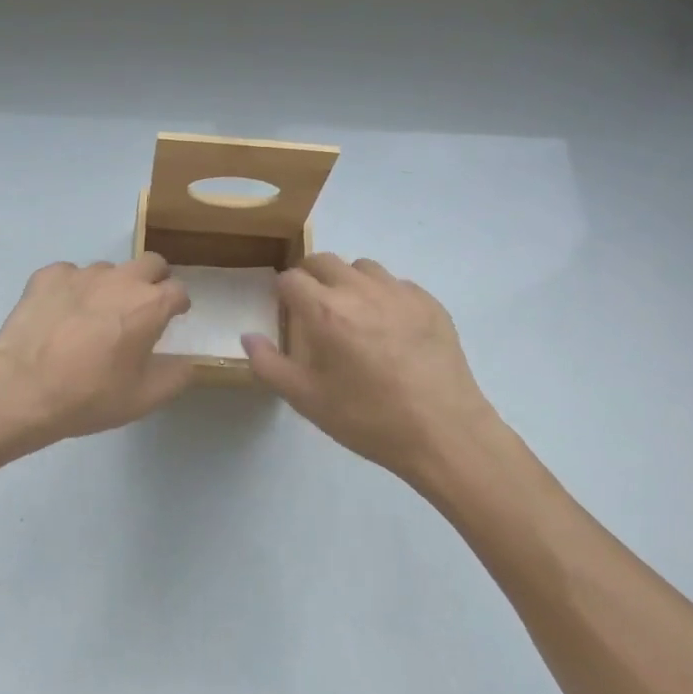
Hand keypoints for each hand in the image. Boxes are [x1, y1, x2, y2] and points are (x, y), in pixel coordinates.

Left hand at [0, 252, 193, 446]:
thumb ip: (176, 376)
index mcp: (149, 305)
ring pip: (108, 270)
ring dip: (110, 287)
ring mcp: (81, 273)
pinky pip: (69, 275)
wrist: (21, 387)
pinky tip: (59, 316)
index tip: (172, 317)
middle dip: (153, 280)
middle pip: (150, 263)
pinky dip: (71, 290)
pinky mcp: (48, 275)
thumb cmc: (89, 395)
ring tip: (92, 317)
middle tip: (140, 308)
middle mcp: (120, 279)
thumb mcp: (143, 398)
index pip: (178, 290)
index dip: (178, 304)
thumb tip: (188, 362)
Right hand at [241, 253, 497, 483]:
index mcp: (325, 311)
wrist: (444, 433)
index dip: (282, 292)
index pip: (291, 279)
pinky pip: (396, 284)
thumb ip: (269, 364)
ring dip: (348, 281)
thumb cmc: (368, 418)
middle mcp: (359, 290)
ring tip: (353, 314)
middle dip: (311, 277)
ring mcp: (398, 292)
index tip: (286, 311)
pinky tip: (390, 329)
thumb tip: (248, 336)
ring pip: (362, 267)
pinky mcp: (429, 302)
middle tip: (313, 308)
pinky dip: (384, 296)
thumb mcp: (307, 400)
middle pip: (324, 260)